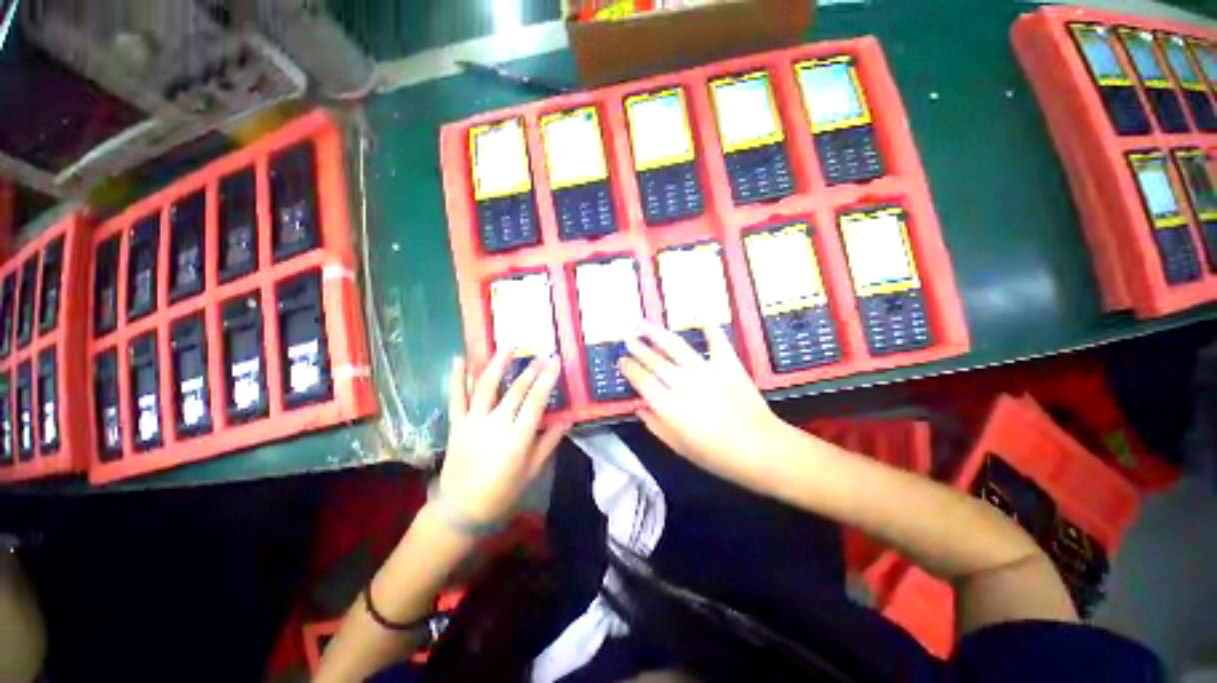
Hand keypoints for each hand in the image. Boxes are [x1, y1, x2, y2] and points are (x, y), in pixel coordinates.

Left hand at [440, 349, 566, 523]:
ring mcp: (472, 424)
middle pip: (515, 391)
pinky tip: (459, 358)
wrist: (460, 512)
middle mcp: (494, 427)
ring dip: (498, 364)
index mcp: (516, 441)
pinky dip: (457, 378)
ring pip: (486, 388)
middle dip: (530, 370)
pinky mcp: (456, 425)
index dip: (547, 379)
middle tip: (541, 353)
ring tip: (508, 345)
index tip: (556, 361)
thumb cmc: (502, 494)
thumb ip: (548, 442)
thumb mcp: (531, 472)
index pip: (535, 403)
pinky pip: (456, 398)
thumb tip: (567, 419)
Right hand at [619, 322, 787, 486]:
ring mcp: (706, 371)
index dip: (630, 369)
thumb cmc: (717, 456)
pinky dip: (710, 329)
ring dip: (657, 333)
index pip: (642, 381)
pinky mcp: (728, 364)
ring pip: (676, 347)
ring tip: (643, 323)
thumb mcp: (679, 447)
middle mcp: (684, 384)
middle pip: (655, 361)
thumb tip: (639, 407)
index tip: (622, 361)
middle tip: (627, 337)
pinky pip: (717, 342)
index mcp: (669, 407)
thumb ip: (655, 425)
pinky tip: (701, 319)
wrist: (762, 450)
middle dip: (638, 347)